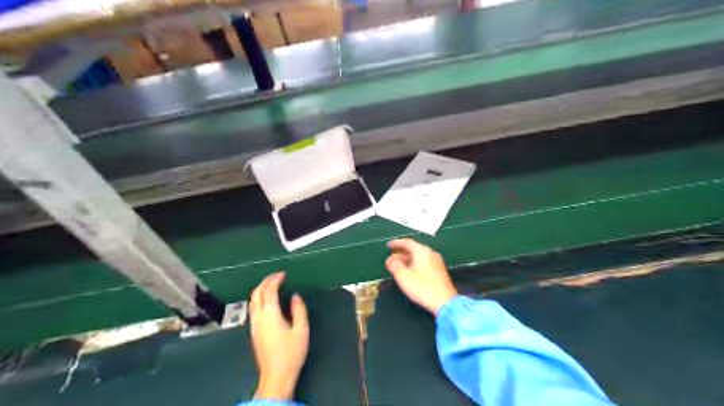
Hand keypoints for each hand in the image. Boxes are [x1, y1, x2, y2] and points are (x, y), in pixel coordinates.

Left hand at [251, 270, 309, 401]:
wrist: (276, 376)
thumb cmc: (291, 353)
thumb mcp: (301, 330)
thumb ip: (298, 310)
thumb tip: (295, 296)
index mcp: (270, 315)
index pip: (269, 291)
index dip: (275, 280)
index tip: (283, 274)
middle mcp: (258, 318)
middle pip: (256, 294)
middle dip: (265, 282)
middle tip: (276, 276)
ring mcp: (254, 325)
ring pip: (252, 301)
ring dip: (260, 290)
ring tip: (272, 285)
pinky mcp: (253, 332)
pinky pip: (253, 308)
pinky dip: (259, 298)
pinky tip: (268, 301)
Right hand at [384, 239, 457, 314]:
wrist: (445, 302)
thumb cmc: (422, 287)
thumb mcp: (403, 276)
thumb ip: (394, 265)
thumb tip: (390, 259)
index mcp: (422, 251)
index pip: (407, 242)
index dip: (396, 243)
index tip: (388, 246)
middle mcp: (430, 253)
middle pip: (413, 248)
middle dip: (401, 252)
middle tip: (391, 258)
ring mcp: (436, 262)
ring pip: (419, 256)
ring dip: (407, 259)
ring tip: (398, 266)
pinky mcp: (439, 271)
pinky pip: (424, 262)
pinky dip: (414, 264)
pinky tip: (409, 272)